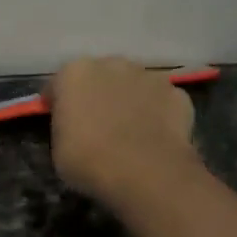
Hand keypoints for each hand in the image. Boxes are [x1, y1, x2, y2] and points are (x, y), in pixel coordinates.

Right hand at [45, 56, 200, 211]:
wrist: (145, 173)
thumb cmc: (88, 161)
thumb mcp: (58, 148)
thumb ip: (65, 126)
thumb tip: (74, 126)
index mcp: (75, 73)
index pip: (58, 84)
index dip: (57, 104)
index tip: (60, 123)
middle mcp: (112, 64)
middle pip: (99, 77)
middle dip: (96, 95)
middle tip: (95, 126)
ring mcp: (149, 76)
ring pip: (133, 85)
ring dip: (128, 100)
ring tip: (128, 132)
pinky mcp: (178, 94)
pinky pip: (160, 101)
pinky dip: (157, 114)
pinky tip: (153, 138)